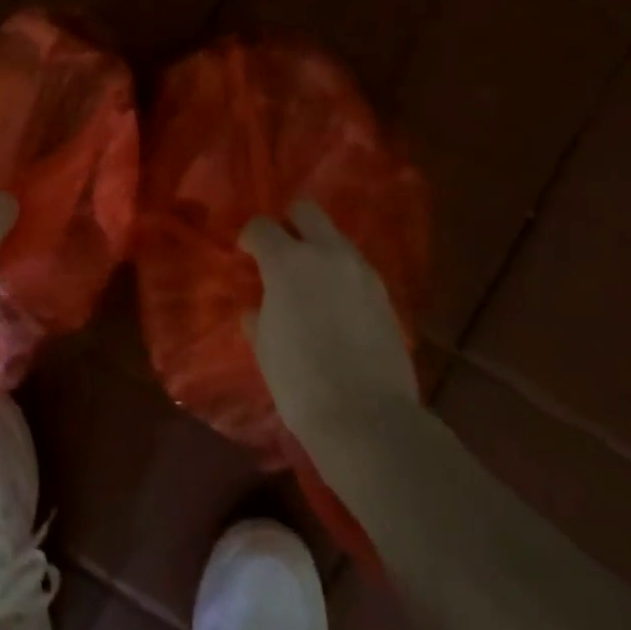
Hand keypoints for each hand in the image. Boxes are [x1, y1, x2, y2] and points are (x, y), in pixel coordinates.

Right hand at [239, 199, 417, 444]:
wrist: (367, 418)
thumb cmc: (300, 381)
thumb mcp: (264, 346)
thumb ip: (258, 315)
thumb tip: (257, 307)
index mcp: (288, 262)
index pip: (262, 226)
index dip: (250, 237)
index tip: (245, 253)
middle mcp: (327, 254)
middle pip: (306, 211)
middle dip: (289, 222)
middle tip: (280, 251)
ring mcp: (361, 272)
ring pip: (335, 238)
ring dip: (319, 248)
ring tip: (309, 281)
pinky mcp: (385, 294)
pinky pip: (356, 267)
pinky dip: (340, 274)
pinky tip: (334, 303)